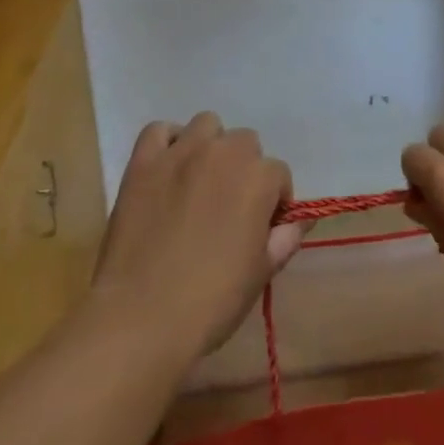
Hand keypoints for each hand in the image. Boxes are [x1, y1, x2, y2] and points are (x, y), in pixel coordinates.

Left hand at [92, 113, 304, 364]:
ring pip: (206, 125)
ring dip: (210, 146)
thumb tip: (301, 219)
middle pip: (245, 143)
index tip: (261, 228)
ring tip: (200, 182)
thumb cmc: (211, 301)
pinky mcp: (143, 162)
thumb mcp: (261, 273)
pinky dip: (168, 143)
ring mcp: (180, 153)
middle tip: (229, 207)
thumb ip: (286, 237)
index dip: (273, 202)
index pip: (278, 175)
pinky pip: (159, 131)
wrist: (142, 318)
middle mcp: (223, 153)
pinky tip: (168, 169)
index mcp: (257, 178)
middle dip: (244, 169)